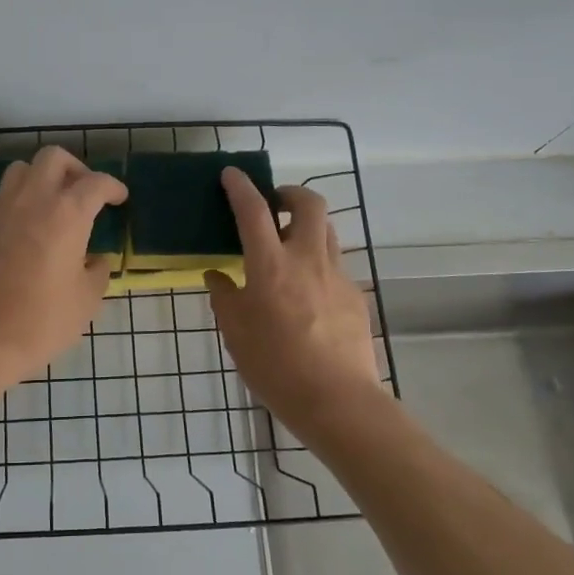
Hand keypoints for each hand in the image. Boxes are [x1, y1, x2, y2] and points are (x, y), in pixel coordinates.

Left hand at [0, 147, 128, 396]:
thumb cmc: (43, 321)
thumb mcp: (86, 299)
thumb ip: (97, 271)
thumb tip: (95, 260)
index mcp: (66, 214)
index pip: (95, 183)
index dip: (113, 188)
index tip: (120, 199)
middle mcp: (33, 200)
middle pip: (54, 159)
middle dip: (76, 169)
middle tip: (88, 195)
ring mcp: (4, 210)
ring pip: (24, 169)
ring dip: (45, 177)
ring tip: (58, 205)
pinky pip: (8, 193)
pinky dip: (25, 195)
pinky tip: (35, 224)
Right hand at [206, 170, 383, 431]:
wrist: (337, 400)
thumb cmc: (275, 366)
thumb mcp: (236, 333)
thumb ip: (225, 297)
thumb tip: (218, 276)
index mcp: (271, 265)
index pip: (254, 211)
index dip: (241, 187)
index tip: (232, 174)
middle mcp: (307, 259)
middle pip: (309, 203)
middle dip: (290, 193)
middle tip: (273, 205)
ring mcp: (337, 276)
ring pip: (328, 231)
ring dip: (307, 226)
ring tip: (289, 247)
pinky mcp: (355, 296)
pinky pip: (335, 266)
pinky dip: (318, 264)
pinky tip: (307, 294)